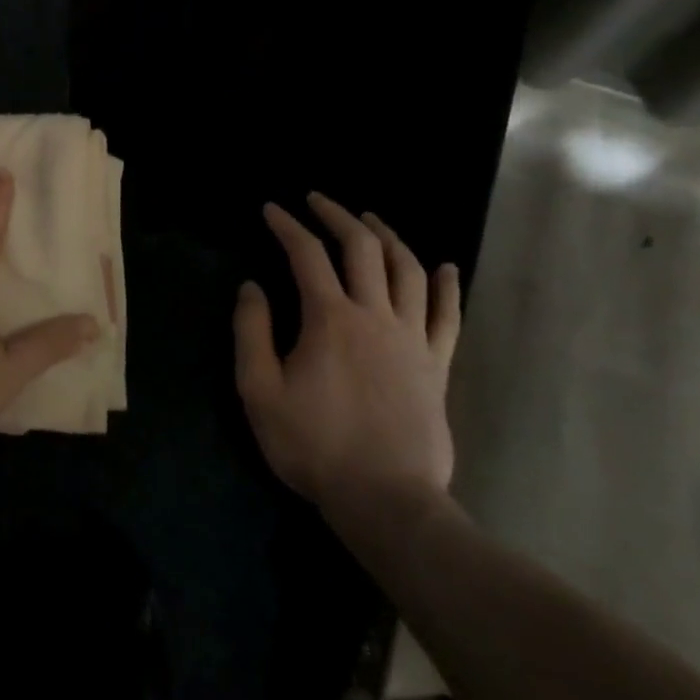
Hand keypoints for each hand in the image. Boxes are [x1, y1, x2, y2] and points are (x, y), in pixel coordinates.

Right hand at [234, 193, 459, 521]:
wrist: (386, 499)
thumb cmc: (314, 444)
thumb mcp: (259, 389)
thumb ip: (252, 332)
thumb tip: (251, 287)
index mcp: (329, 319)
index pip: (306, 255)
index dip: (286, 226)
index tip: (270, 209)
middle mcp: (375, 316)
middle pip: (362, 249)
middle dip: (337, 217)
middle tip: (317, 200)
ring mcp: (412, 339)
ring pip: (407, 271)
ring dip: (387, 237)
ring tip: (369, 220)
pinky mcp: (437, 365)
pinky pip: (447, 315)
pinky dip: (446, 285)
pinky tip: (444, 266)